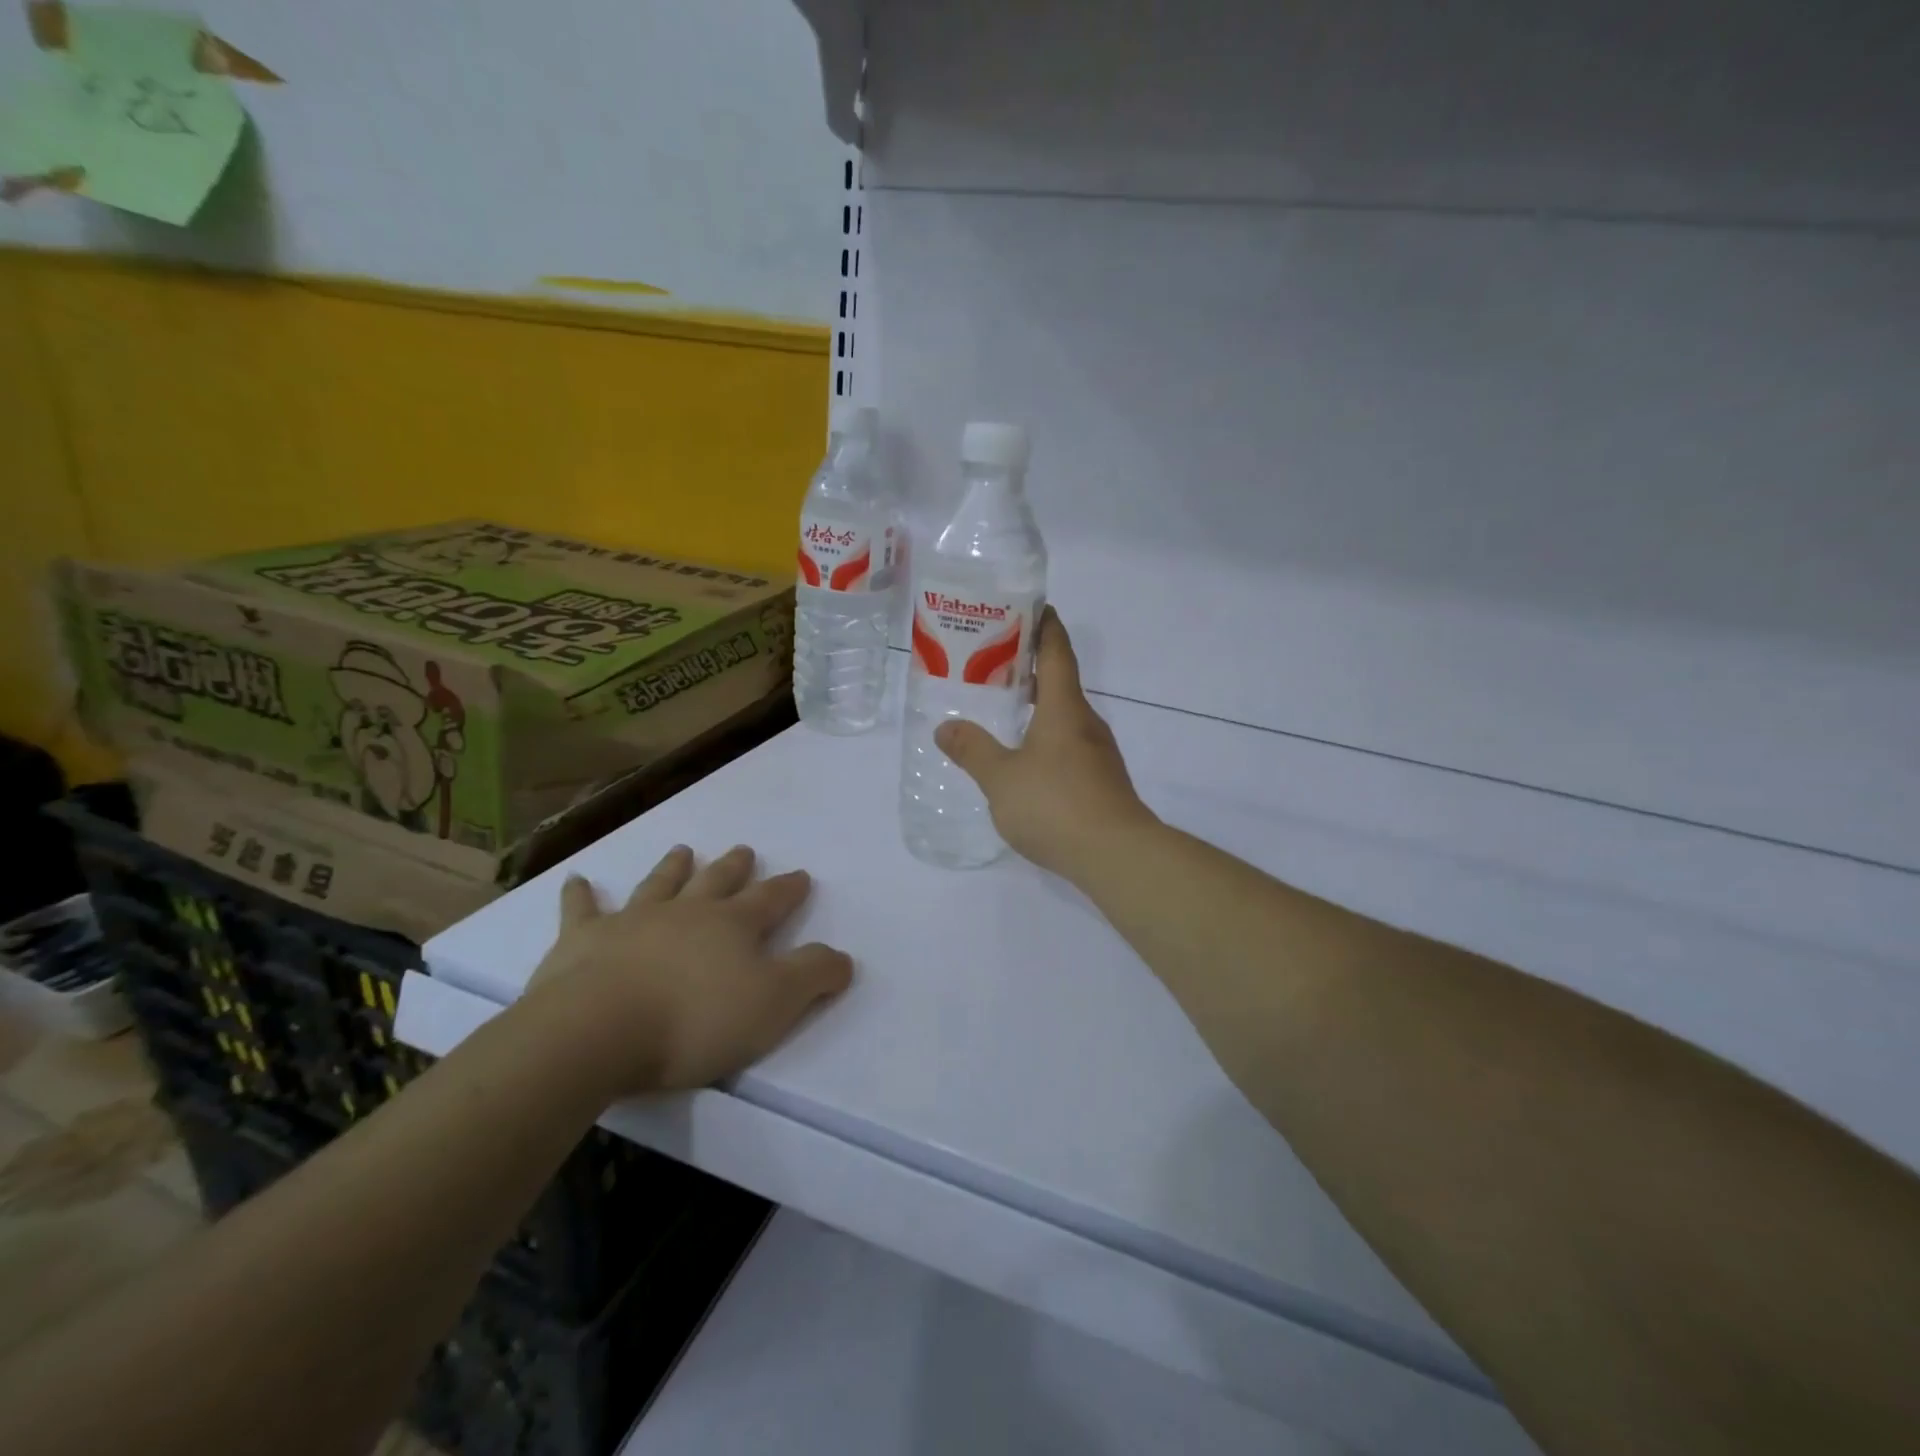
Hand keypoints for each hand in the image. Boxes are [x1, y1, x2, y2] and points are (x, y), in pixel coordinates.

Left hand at [523, 845, 852, 1097]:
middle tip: (743, 850)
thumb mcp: (774, 1003)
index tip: (801, 875)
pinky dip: (580, 896)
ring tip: (682, 850)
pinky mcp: (582, 941)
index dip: (789, 888)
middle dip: (734, 867)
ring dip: (673, 868)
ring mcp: (632, 921)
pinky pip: (582, 911)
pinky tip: (577, 881)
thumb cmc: (695, 1019)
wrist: (598, 1030)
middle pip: (716, 882)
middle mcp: (686, 913)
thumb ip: (812, 975)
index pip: (770, 900)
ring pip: (659, 885)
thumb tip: (844, 957)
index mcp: (733, 926)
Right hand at [935, 610, 1156, 878]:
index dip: (1045, 626)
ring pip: (1065, 717)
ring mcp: (1098, 753)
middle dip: (1030, 668)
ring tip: (1004, 709)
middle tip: (994, 662)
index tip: (1031, 606)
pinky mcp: (1101, 781)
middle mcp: (1086, 722)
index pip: (1056, 652)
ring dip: (1038, 706)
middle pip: (1060, 682)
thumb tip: (945, 728)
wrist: (1116, 855)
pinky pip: (1069, 745)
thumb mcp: (1001, 778)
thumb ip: (972, 751)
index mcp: (1064, 708)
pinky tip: (1026, 759)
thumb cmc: (1055, 804)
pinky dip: (1046, 737)